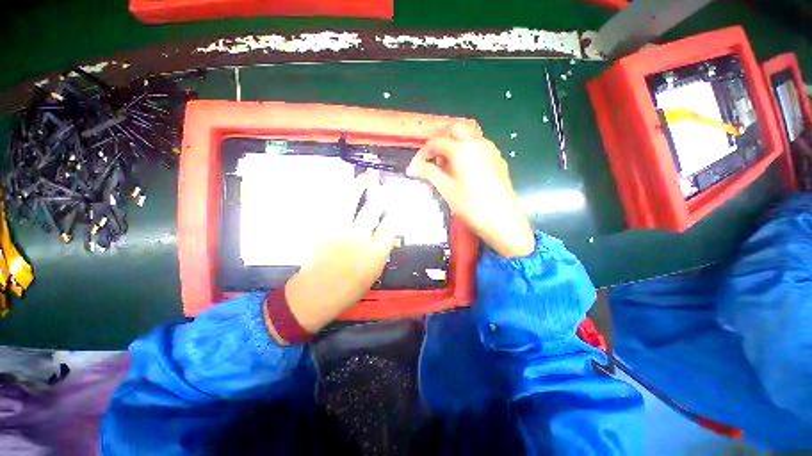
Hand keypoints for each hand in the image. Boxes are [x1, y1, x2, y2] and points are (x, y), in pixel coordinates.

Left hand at [283, 174, 396, 332]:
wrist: (316, 294)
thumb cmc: (349, 289)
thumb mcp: (374, 274)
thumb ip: (383, 252)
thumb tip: (392, 236)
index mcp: (375, 252)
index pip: (390, 226)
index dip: (396, 212)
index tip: (399, 203)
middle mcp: (359, 237)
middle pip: (373, 209)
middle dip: (381, 194)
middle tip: (385, 184)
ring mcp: (339, 230)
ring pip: (350, 202)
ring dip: (360, 186)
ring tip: (366, 176)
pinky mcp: (322, 228)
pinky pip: (331, 206)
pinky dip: (338, 194)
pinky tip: (344, 187)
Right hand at [407, 122, 534, 257]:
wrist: (502, 220)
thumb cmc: (470, 205)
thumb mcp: (446, 189)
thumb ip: (428, 173)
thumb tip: (412, 168)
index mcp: (462, 148)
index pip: (435, 143)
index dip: (422, 154)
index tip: (414, 168)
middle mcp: (477, 142)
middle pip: (454, 130)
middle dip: (440, 142)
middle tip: (432, 160)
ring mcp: (490, 149)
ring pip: (468, 137)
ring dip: (454, 145)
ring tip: (447, 167)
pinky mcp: (498, 159)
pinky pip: (478, 147)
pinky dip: (466, 151)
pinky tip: (463, 170)